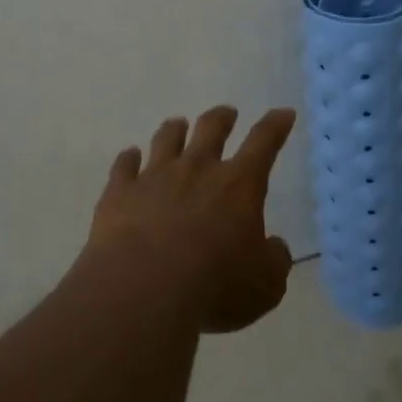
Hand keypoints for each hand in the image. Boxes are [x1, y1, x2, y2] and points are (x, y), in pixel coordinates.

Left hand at [88, 106, 297, 332]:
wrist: (143, 289)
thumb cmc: (215, 287)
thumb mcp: (265, 285)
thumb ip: (274, 260)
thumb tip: (273, 246)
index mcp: (239, 185)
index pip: (263, 143)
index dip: (275, 126)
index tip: (282, 113)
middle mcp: (196, 170)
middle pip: (211, 130)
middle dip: (222, 118)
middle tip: (226, 113)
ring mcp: (154, 177)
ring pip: (166, 140)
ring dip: (174, 130)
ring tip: (177, 124)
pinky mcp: (119, 192)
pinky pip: (124, 165)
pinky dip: (128, 158)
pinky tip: (129, 156)